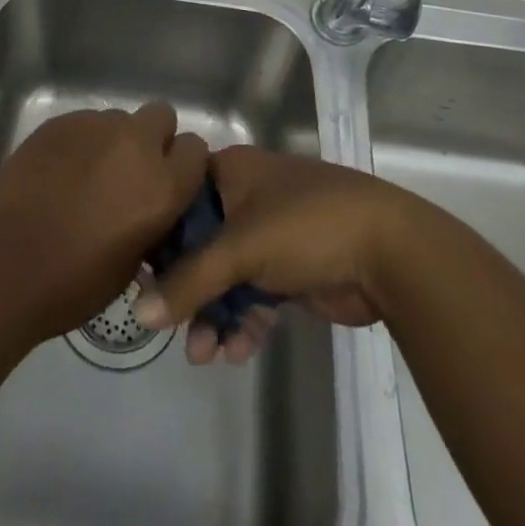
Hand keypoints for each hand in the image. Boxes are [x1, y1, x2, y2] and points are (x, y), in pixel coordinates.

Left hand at [0, 101, 208, 341]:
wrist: (5, 264)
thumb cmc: (73, 283)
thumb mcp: (132, 264)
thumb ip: (152, 223)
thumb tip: (150, 209)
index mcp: (162, 184)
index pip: (195, 149)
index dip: (182, 165)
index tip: (168, 183)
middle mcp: (135, 144)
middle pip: (161, 116)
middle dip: (153, 138)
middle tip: (131, 172)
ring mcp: (95, 126)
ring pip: (120, 118)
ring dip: (114, 141)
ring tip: (88, 175)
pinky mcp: (60, 122)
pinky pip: (84, 123)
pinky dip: (80, 143)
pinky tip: (59, 172)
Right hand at [134, 146, 423, 364]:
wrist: (387, 250)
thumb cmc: (304, 225)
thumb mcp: (240, 248)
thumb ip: (190, 280)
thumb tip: (139, 314)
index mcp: (231, 171)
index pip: (180, 195)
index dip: (158, 232)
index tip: (137, 271)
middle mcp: (246, 197)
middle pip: (200, 242)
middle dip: (186, 287)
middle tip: (170, 326)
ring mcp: (270, 235)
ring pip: (226, 275)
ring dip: (213, 314)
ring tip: (204, 355)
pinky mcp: (291, 271)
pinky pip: (253, 297)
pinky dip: (242, 322)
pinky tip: (235, 353)